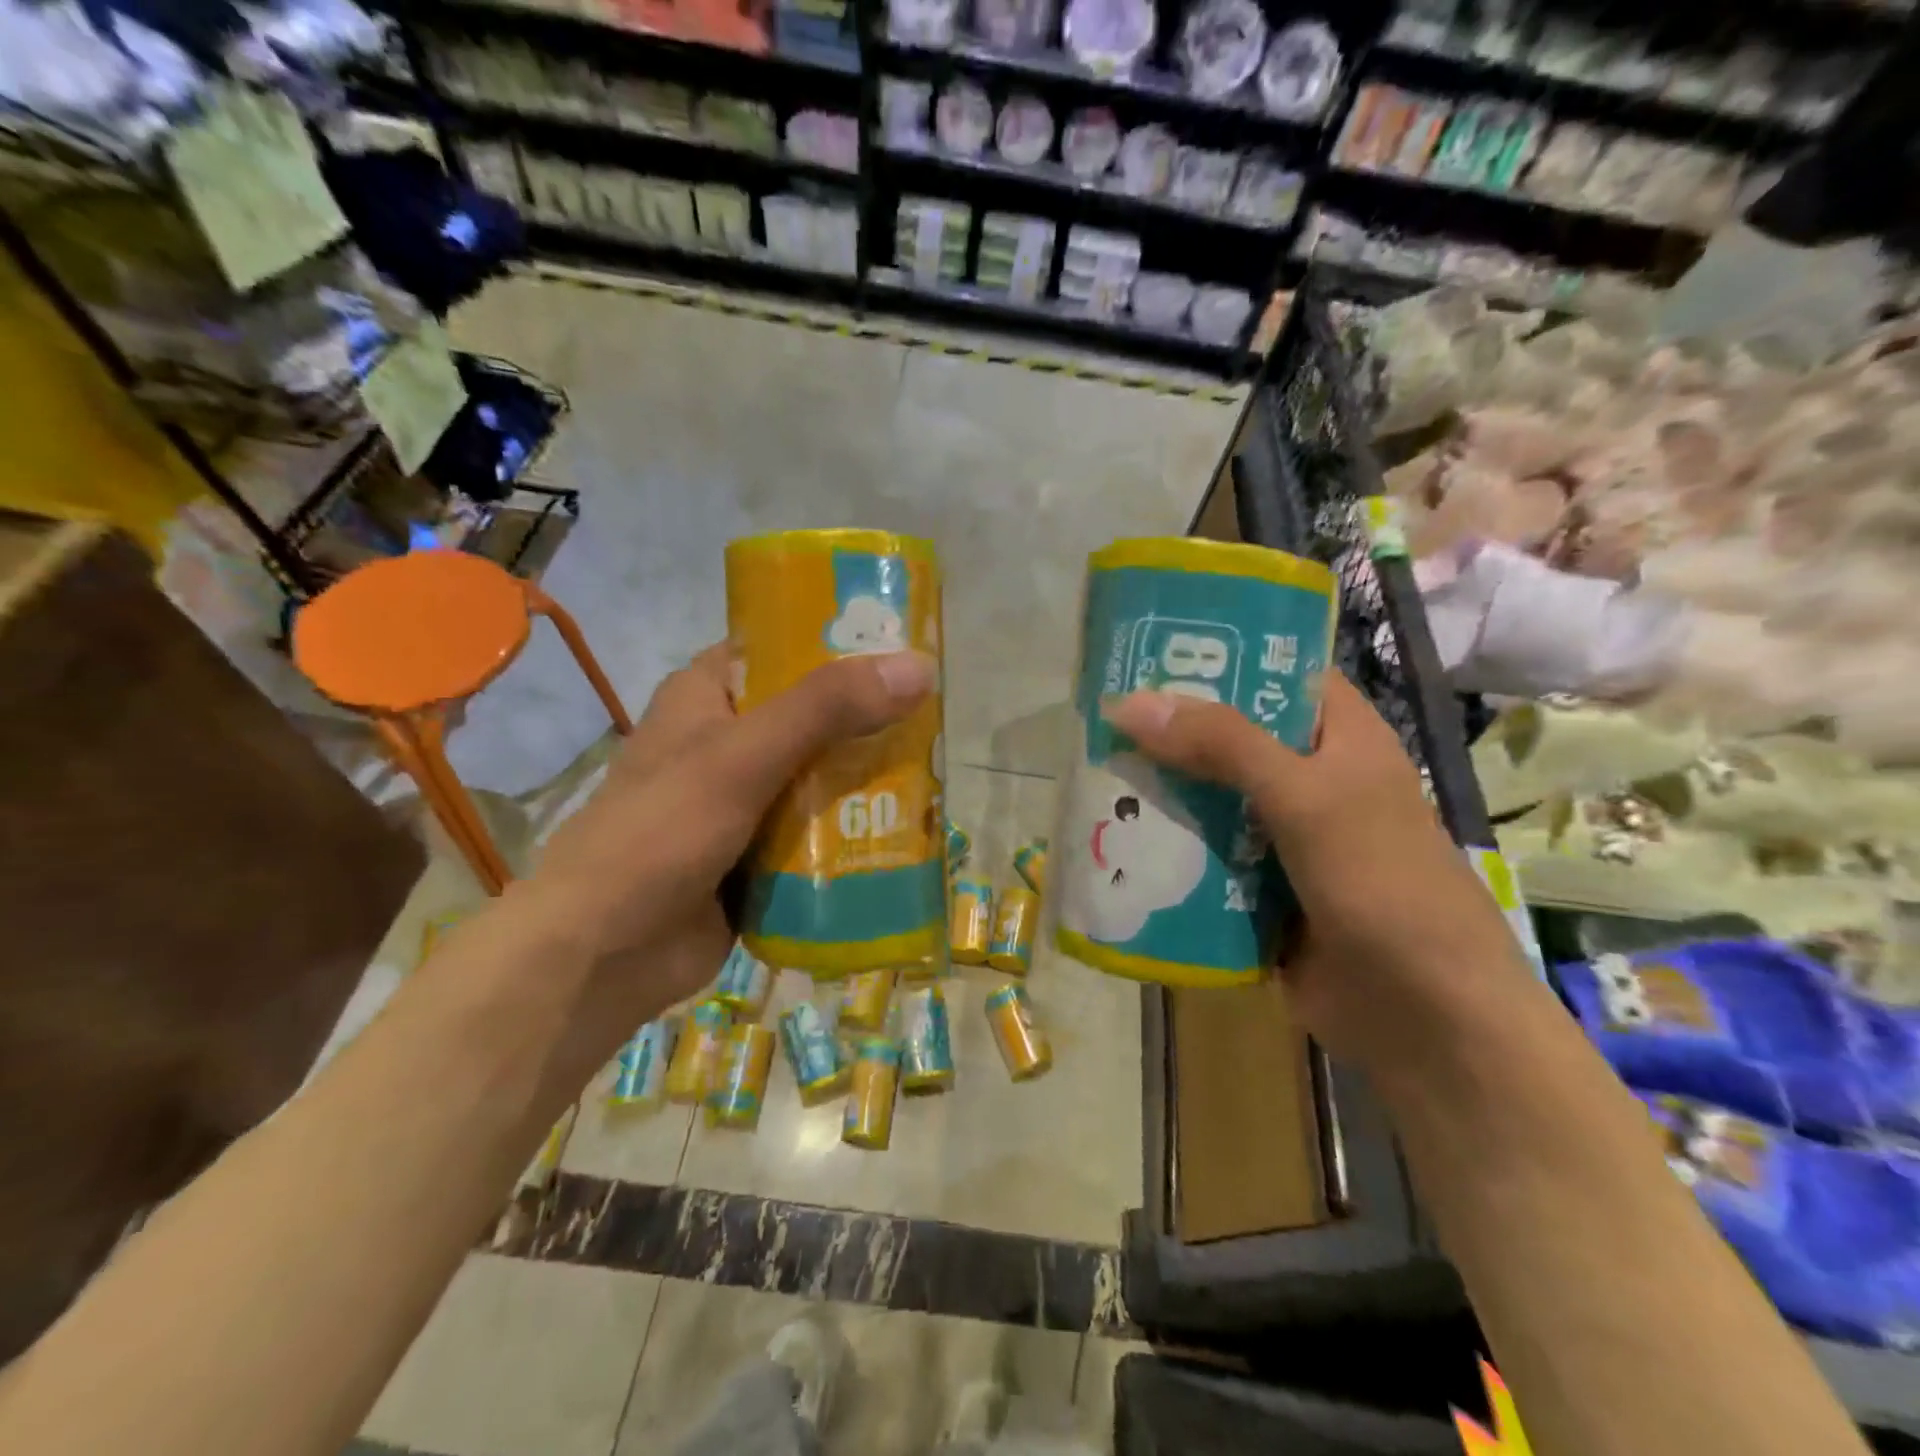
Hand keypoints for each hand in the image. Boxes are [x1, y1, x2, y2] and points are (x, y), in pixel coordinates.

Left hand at [520, 642, 937, 1065]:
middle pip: (814, 715)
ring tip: (938, 772)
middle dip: (869, 720)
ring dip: (868, 779)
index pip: (783, 647)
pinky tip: (906, 831)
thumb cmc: (660, 833)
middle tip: (938, 718)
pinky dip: (853, 830)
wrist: (602, 954)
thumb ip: (826, 709)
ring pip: (820, 775)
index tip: (907, 647)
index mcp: (708, 696)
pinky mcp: (759, 852)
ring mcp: (744, 800)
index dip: (841, 641)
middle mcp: (728, 741)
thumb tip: (919, 668)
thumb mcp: (743, 757)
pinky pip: (817, 830)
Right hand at [1103, 672, 1529, 1069]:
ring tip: (1091, 770)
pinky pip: (1203, 853)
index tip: (1148, 648)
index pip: (1275, 673)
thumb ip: (1221, 744)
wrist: (1421, 1019)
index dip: (1219, 655)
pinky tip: (1112, 837)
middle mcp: (1310, 778)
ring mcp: (1283, 836)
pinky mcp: (1258, 886)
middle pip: (1229, 737)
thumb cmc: (1380, 883)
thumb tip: (1127, 702)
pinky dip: (1166, 846)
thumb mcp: (1304, 797)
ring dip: (1160, 790)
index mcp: (1340, 737)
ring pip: (1209, 798)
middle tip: (1098, 715)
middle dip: (1169, 730)